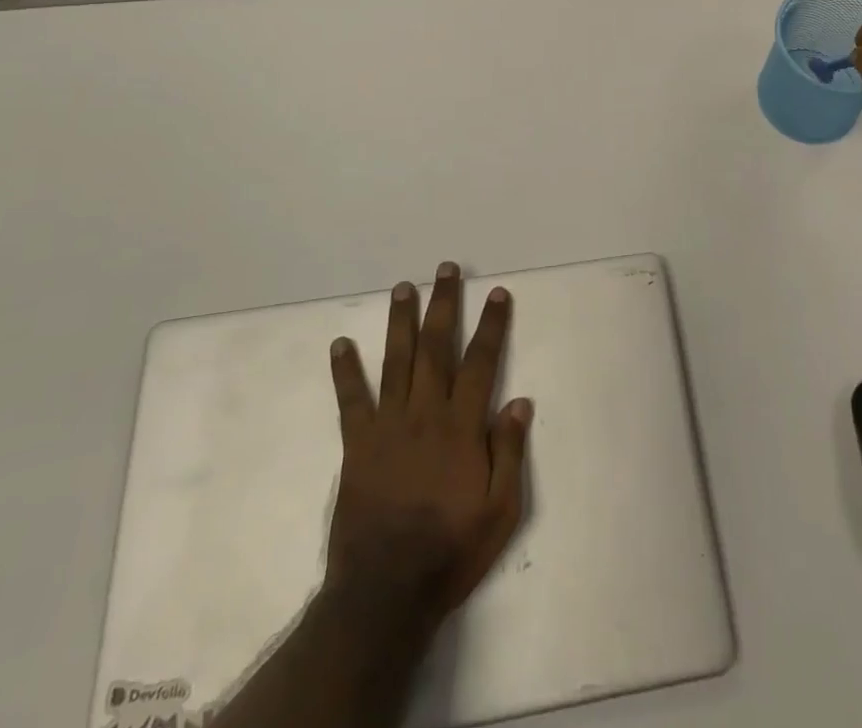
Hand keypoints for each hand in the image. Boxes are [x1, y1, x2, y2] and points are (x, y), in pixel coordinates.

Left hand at [326, 262, 532, 624]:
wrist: (386, 593)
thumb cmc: (451, 550)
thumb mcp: (501, 511)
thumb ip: (510, 452)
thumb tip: (520, 401)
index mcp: (462, 426)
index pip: (481, 362)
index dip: (491, 325)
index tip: (497, 293)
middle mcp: (426, 413)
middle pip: (437, 347)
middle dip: (444, 304)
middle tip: (446, 269)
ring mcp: (388, 425)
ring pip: (397, 360)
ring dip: (401, 321)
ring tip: (403, 287)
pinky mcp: (357, 445)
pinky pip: (351, 400)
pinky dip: (345, 370)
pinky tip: (340, 343)